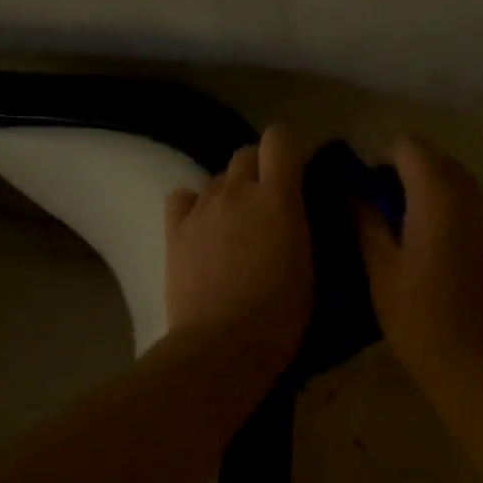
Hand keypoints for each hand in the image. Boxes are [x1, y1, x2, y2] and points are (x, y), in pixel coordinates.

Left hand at [165, 124, 313, 369]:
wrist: (223, 344)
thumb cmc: (280, 313)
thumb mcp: (308, 262)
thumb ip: (300, 222)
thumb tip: (295, 207)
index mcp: (277, 197)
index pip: (281, 138)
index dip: (290, 146)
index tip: (299, 168)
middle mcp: (237, 191)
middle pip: (246, 153)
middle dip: (260, 167)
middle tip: (270, 201)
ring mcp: (202, 208)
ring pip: (217, 178)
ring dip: (231, 190)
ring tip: (237, 223)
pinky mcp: (175, 230)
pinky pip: (183, 197)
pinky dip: (195, 204)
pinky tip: (203, 226)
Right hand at [354, 136, 482, 388]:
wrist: (476, 363)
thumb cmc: (418, 317)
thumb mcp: (380, 269)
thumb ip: (367, 221)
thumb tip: (354, 193)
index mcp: (437, 198)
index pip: (412, 147)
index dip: (385, 158)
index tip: (370, 188)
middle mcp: (473, 199)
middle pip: (440, 161)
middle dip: (411, 172)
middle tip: (387, 209)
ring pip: (463, 184)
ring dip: (436, 192)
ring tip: (414, 231)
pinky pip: (479, 211)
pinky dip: (457, 215)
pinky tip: (443, 253)